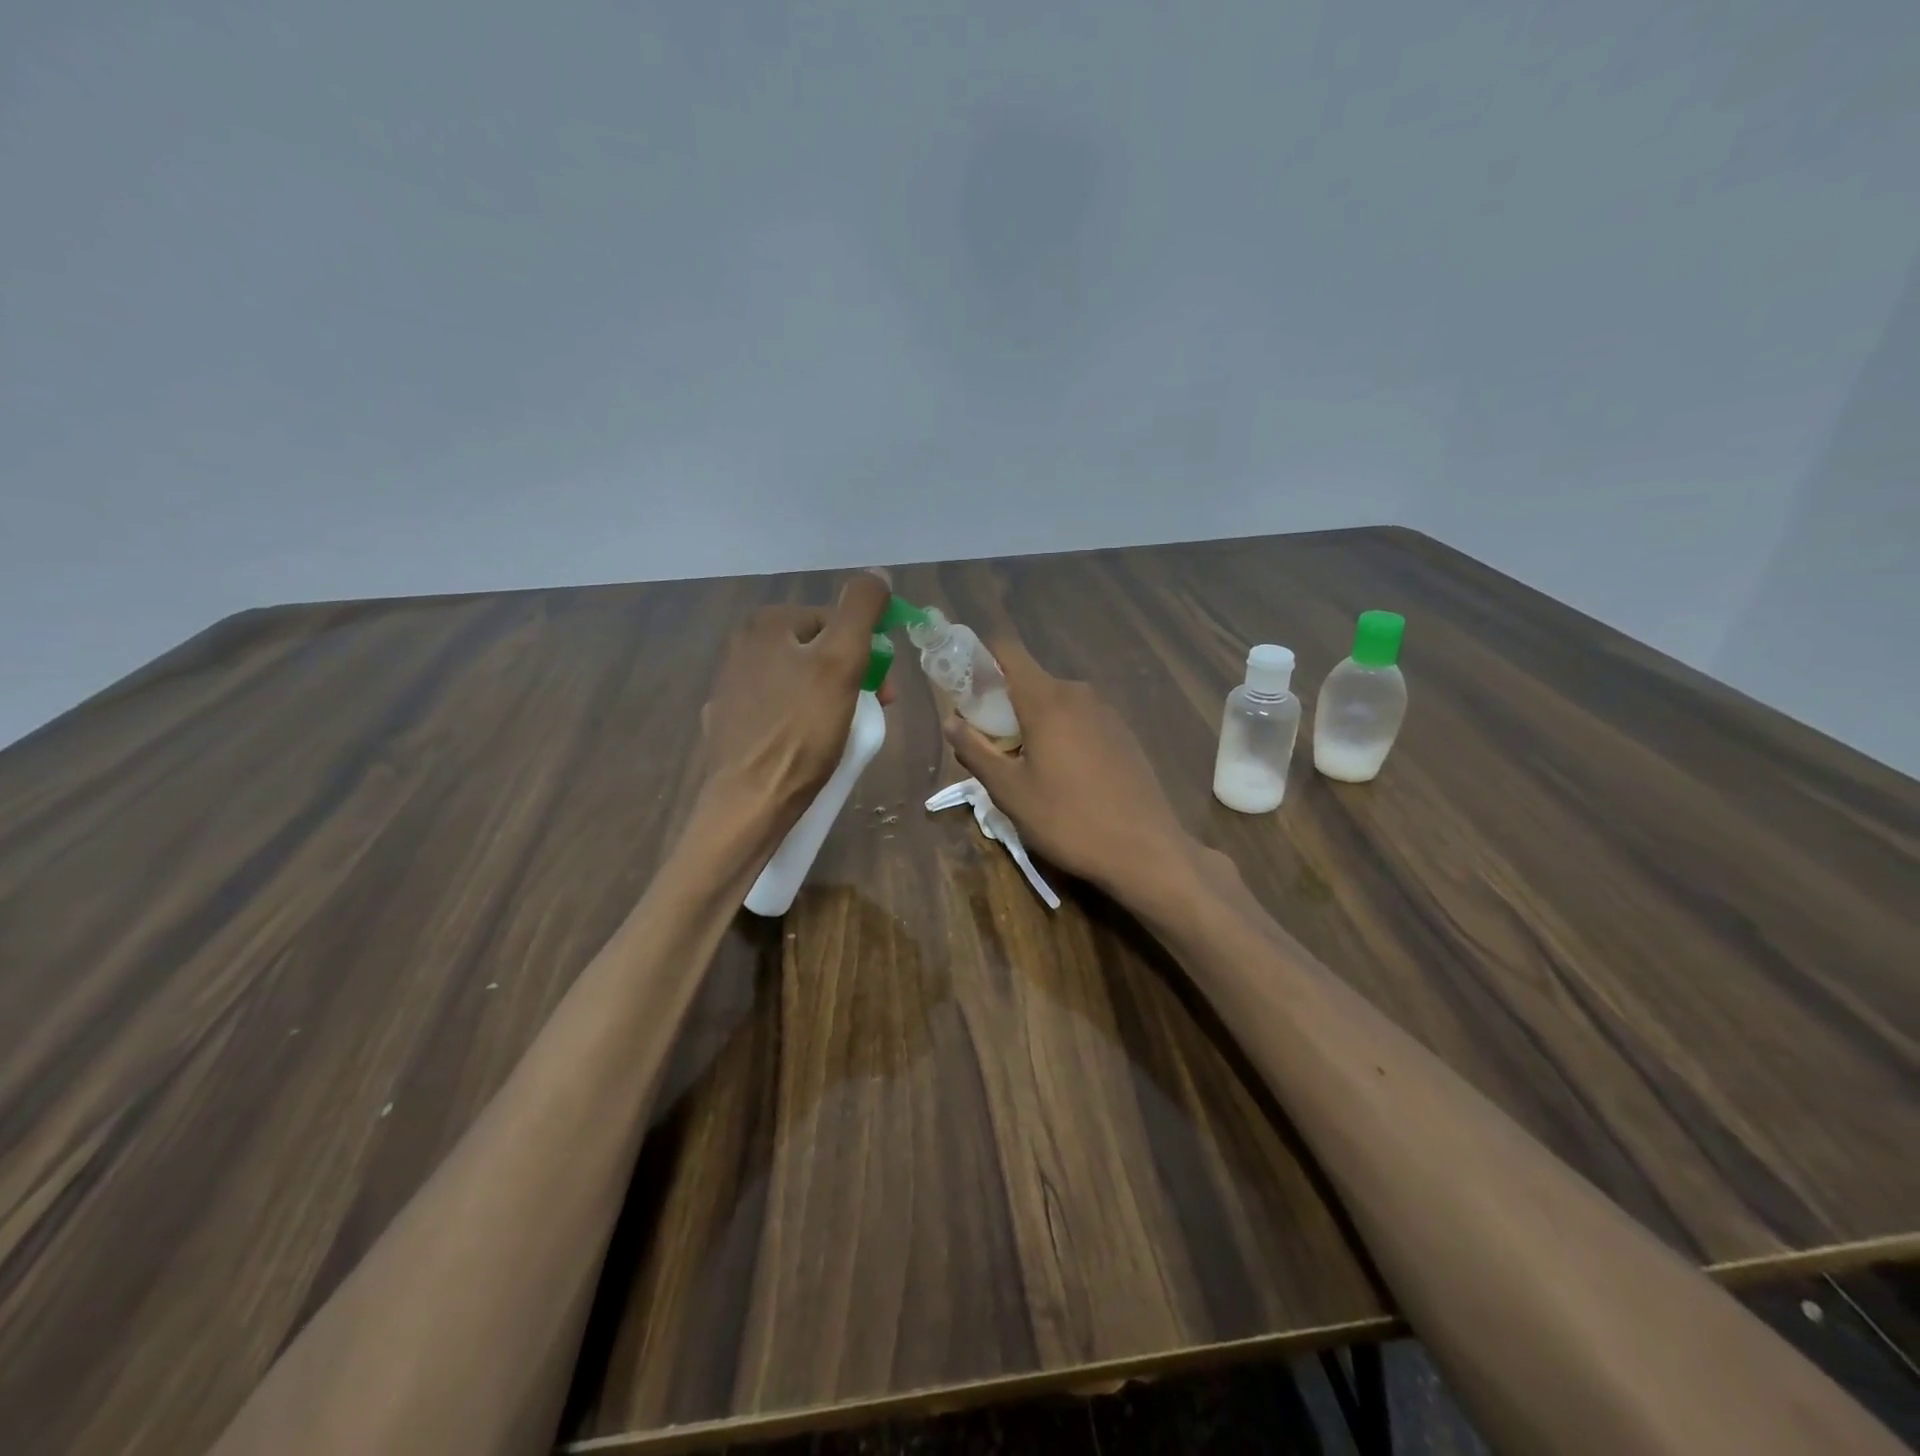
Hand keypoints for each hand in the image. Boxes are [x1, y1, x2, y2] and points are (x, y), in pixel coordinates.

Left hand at [701, 569, 893, 836]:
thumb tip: (878, 573)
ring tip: (843, 733)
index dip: (869, 652)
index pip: (835, 621)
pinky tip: (808, 746)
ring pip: (799, 681)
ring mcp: (730, 688)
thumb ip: (862, 610)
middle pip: (817, 651)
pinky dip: (800, 721)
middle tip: (870, 713)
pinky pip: (779, 711)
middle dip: (851, 676)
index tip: (886, 692)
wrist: (751, 802)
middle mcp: (741, 647)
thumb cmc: (802, 730)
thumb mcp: (842, 661)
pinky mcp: (729, 725)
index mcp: (766, 624)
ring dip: (829, 699)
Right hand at [943, 638, 1200, 903]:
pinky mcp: (1123, 733)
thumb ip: (975, 750)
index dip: (979, 661)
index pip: (1006, 649)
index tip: (965, 694)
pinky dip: (1060, 733)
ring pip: (1054, 702)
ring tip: (1025, 768)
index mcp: (1046, 698)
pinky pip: (1079, 719)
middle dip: (1002, 704)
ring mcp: (1106, 712)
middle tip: (990, 747)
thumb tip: (951, 721)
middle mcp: (1078, 693)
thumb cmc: (1067, 819)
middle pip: (1028, 680)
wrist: (1145, 850)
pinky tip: (1063, 777)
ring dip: (1031, 722)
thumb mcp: (1009, 791)